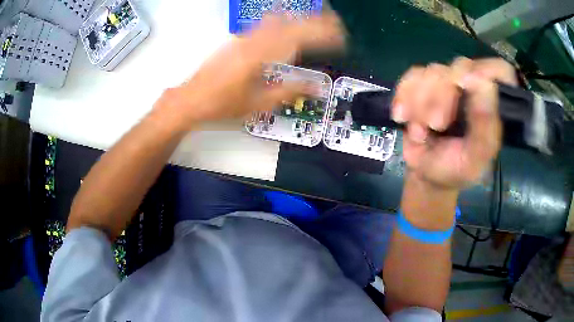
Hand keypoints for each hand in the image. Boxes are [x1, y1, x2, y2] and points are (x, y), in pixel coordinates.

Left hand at [160, 14, 344, 127]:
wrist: (191, 100)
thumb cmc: (221, 105)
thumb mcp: (258, 104)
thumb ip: (289, 91)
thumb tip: (316, 87)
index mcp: (260, 56)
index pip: (298, 37)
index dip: (322, 34)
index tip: (340, 37)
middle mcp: (252, 41)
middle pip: (290, 22)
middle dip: (316, 20)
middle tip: (335, 24)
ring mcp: (243, 38)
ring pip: (276, 19)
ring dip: (299, 18)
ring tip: (317, 21)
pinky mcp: (237, 40)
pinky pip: (264, 24)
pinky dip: (282, 21)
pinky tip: (288, 23)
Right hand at [392, 57, 517, 189]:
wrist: (428, 175)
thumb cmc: (456, 169)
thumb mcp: (475, 159)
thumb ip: (485, 127)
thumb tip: (484, 82)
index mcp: (491, 104)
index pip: (500, 71)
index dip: (488, 70)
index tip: (469, 84)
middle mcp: (472, 88)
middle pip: (460, 67)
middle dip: (443, 95)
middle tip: (435, 124)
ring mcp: (447, 84)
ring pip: (433, 71)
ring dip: (421, 101)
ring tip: (419, 130)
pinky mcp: (423, 84)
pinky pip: (411, 76)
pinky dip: (404, 96)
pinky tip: (403, 117)